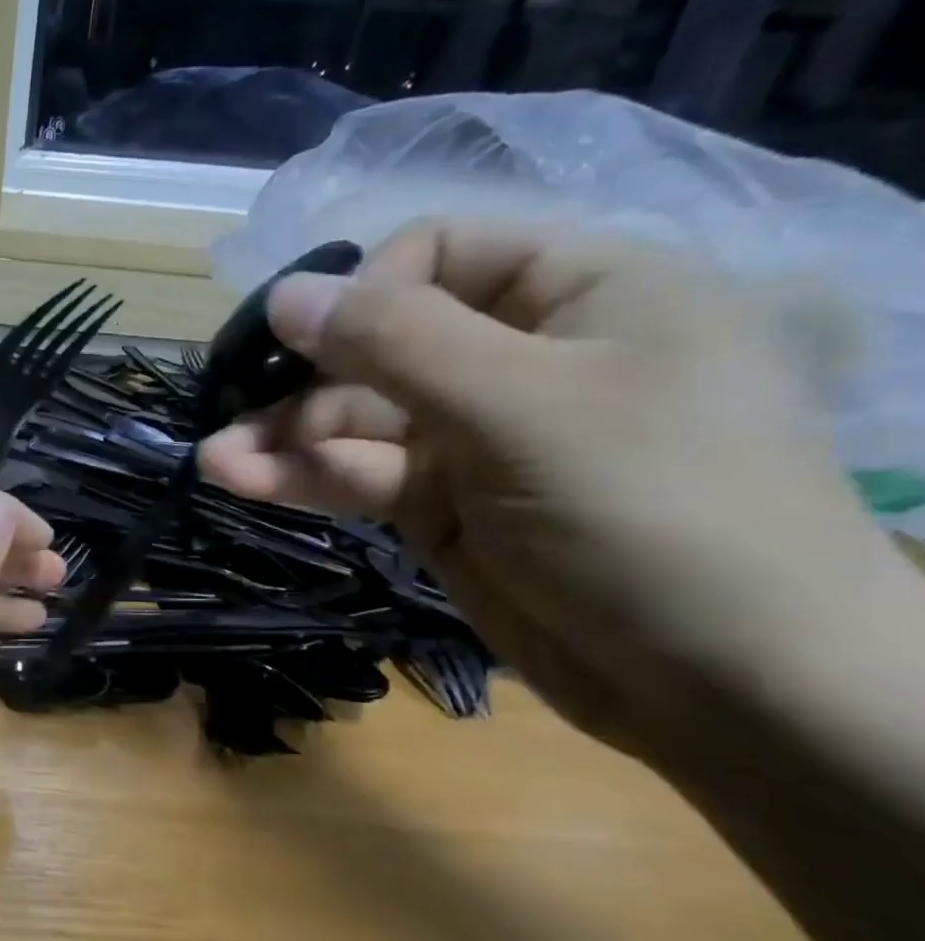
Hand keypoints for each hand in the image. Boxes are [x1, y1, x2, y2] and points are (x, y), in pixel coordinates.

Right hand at [198, 219, 916, 767]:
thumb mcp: (524, 407)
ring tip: (213, 461)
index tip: (316, 342)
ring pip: (354, 419)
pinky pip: (357, 476)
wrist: (727, 686)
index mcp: (576, 294)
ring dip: (282, 438)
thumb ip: (397, 344)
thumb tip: (287, 293)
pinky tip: (237, 481)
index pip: (438, 254)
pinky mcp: (439, 507)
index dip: (367, 290)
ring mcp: (472, 438)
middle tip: (230, 409)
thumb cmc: (653, 512)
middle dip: (303, 379)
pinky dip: (300, 479)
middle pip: (378, 345)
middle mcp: (517, 357)